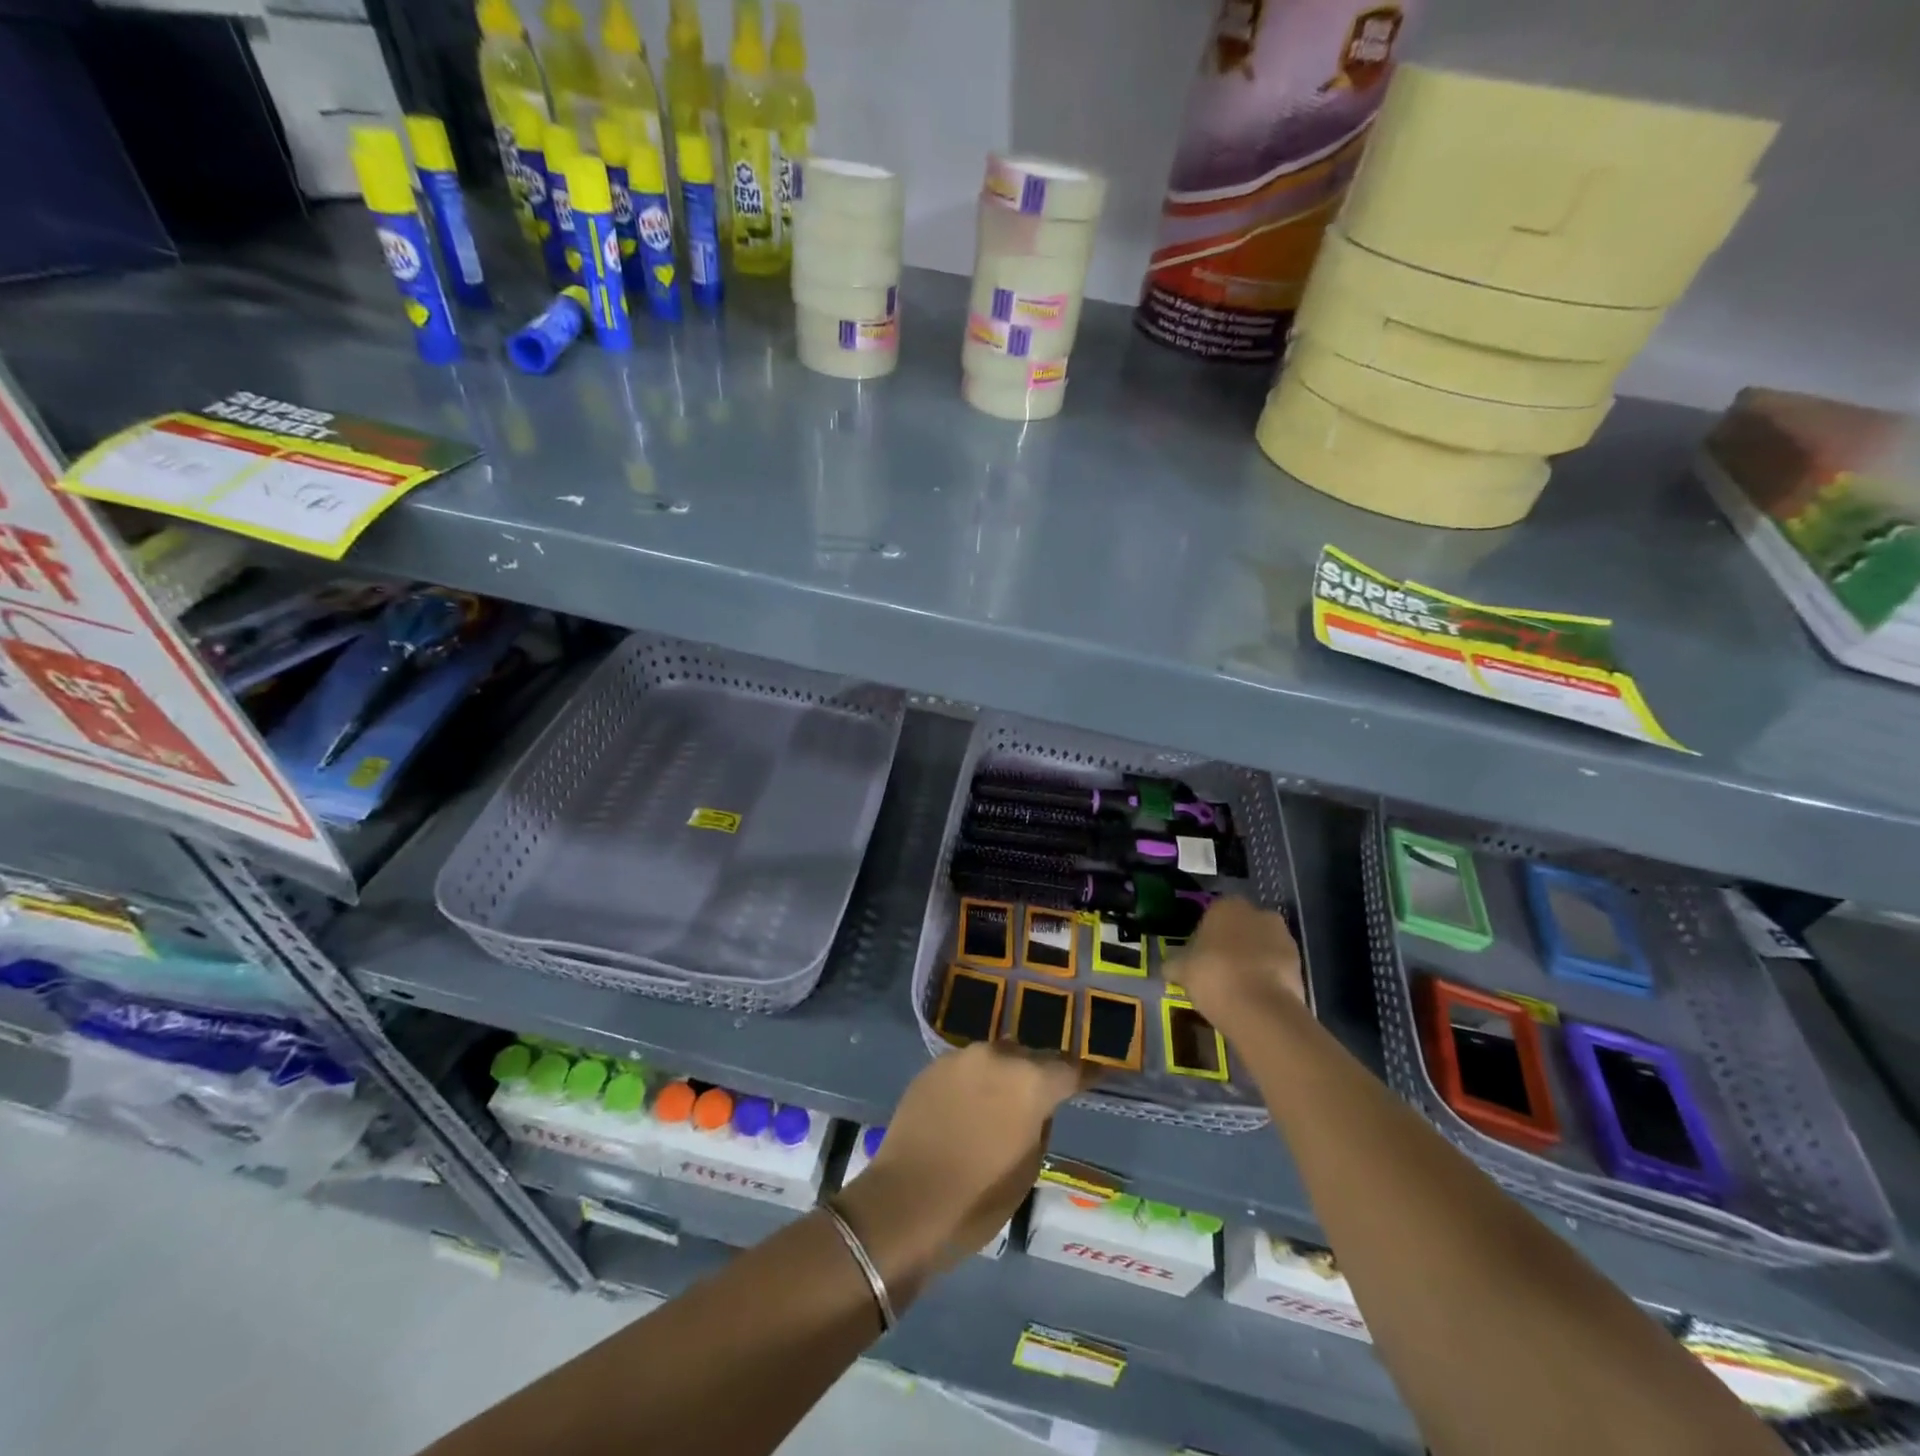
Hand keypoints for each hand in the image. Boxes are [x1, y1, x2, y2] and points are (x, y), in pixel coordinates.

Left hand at [835, 1041, 1096, 1304]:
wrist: (905, 1202)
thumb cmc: (977, 1199)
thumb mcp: (1027, 1169)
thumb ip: (1039, 1124)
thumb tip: (1035, 1107)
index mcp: (1030, 1082)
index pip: (1069, 1069)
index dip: (1084, 1075)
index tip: (1095, 1075)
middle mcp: (997, 1056)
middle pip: (1028, 1057)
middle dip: (1036, 1074)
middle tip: (1039, 1097)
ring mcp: (961, 1057)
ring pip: (994, 1059)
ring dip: (1002, 1076)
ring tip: (1000, 1102)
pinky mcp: (932, 1066)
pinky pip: (965, 1068)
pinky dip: (973, 1083)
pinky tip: (968, 1107)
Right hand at [1169, 896, 1304, 1031]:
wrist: (1260, 1009)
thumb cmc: (1213, 975)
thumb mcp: (1181, 970)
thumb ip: (1174, 964)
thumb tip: (1169, 967)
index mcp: (1227, 905)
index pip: (1213, 913)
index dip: (1206, 934)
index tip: (1199, 955)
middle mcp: (1259, 913)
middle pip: (1241, 927)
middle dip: (1233, 943)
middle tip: (1218, 969)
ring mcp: (1283, 938)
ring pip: (1262, 946)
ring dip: (1252, 960)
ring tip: (1237, 987)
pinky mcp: (1300, 964)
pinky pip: (1277, 967)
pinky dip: (1267, 977)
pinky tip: (1254, 997)